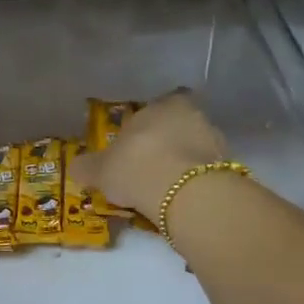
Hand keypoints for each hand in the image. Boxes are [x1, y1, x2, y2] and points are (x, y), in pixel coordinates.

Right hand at [70, 90, 227, 225]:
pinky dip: (194, 181)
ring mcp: (214, 139)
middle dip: (165, 144)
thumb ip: (87, 167)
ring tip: (165, 189)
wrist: (184, 193)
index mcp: (161, 104)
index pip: (153, 109)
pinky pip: (205, 171)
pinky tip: (181, 198)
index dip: (144, 128)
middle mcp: (191, 114)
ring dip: (183, 163)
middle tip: (149, 169)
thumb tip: (75, 167)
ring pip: (193, 148)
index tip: (135, 148)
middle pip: (176, 126)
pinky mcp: (227, 166)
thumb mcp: (101, 170)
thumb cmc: (137, 168)